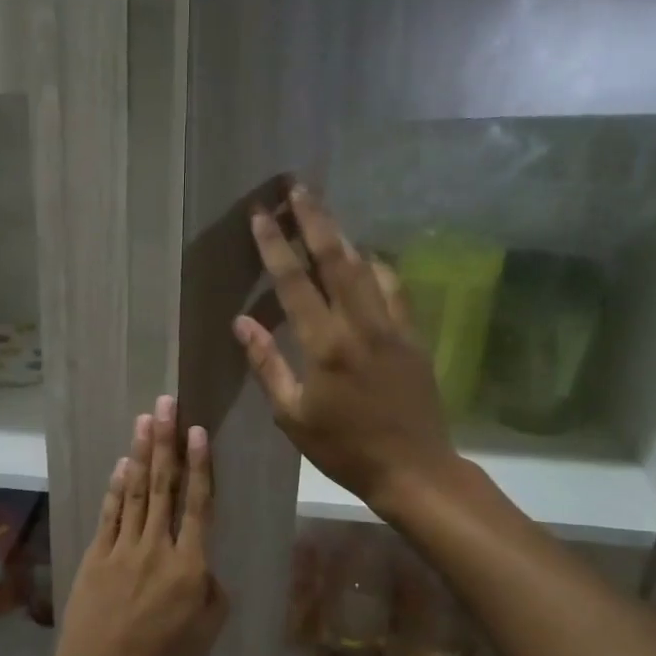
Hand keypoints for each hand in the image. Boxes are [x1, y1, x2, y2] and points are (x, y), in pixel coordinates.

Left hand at [43, 395, 227, 655]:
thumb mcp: (206, 635)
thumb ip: (212, 591)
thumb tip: (204, 563)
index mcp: (190, 567)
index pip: (197, 504)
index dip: (199, 465)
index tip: (198, 431)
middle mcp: (156, 549)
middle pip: (164, 486)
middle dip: (166, 442)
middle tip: (166, 404)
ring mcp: (122, 549)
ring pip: (136, 492)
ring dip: (141, 453)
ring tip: (146, 420)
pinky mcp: (96, 556)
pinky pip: (110, 514)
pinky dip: (117, 487)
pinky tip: (122, 464)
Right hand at [234, 185, 455, 511]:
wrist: (412, 468)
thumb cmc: (343, 447)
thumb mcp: (293, 415)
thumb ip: (267, 364)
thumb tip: (242, 322)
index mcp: (325, 346)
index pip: (295, 283)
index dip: (275, 246)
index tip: (261, 215)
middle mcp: (360, 325)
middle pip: (336, 259)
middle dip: (314, 219)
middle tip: (297, 187)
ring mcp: (393, 327)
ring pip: (367, 266)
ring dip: (343, 235)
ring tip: (324, 212)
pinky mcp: (413, 335)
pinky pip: (394, 288)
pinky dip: (376, 265)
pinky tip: (365, 258)